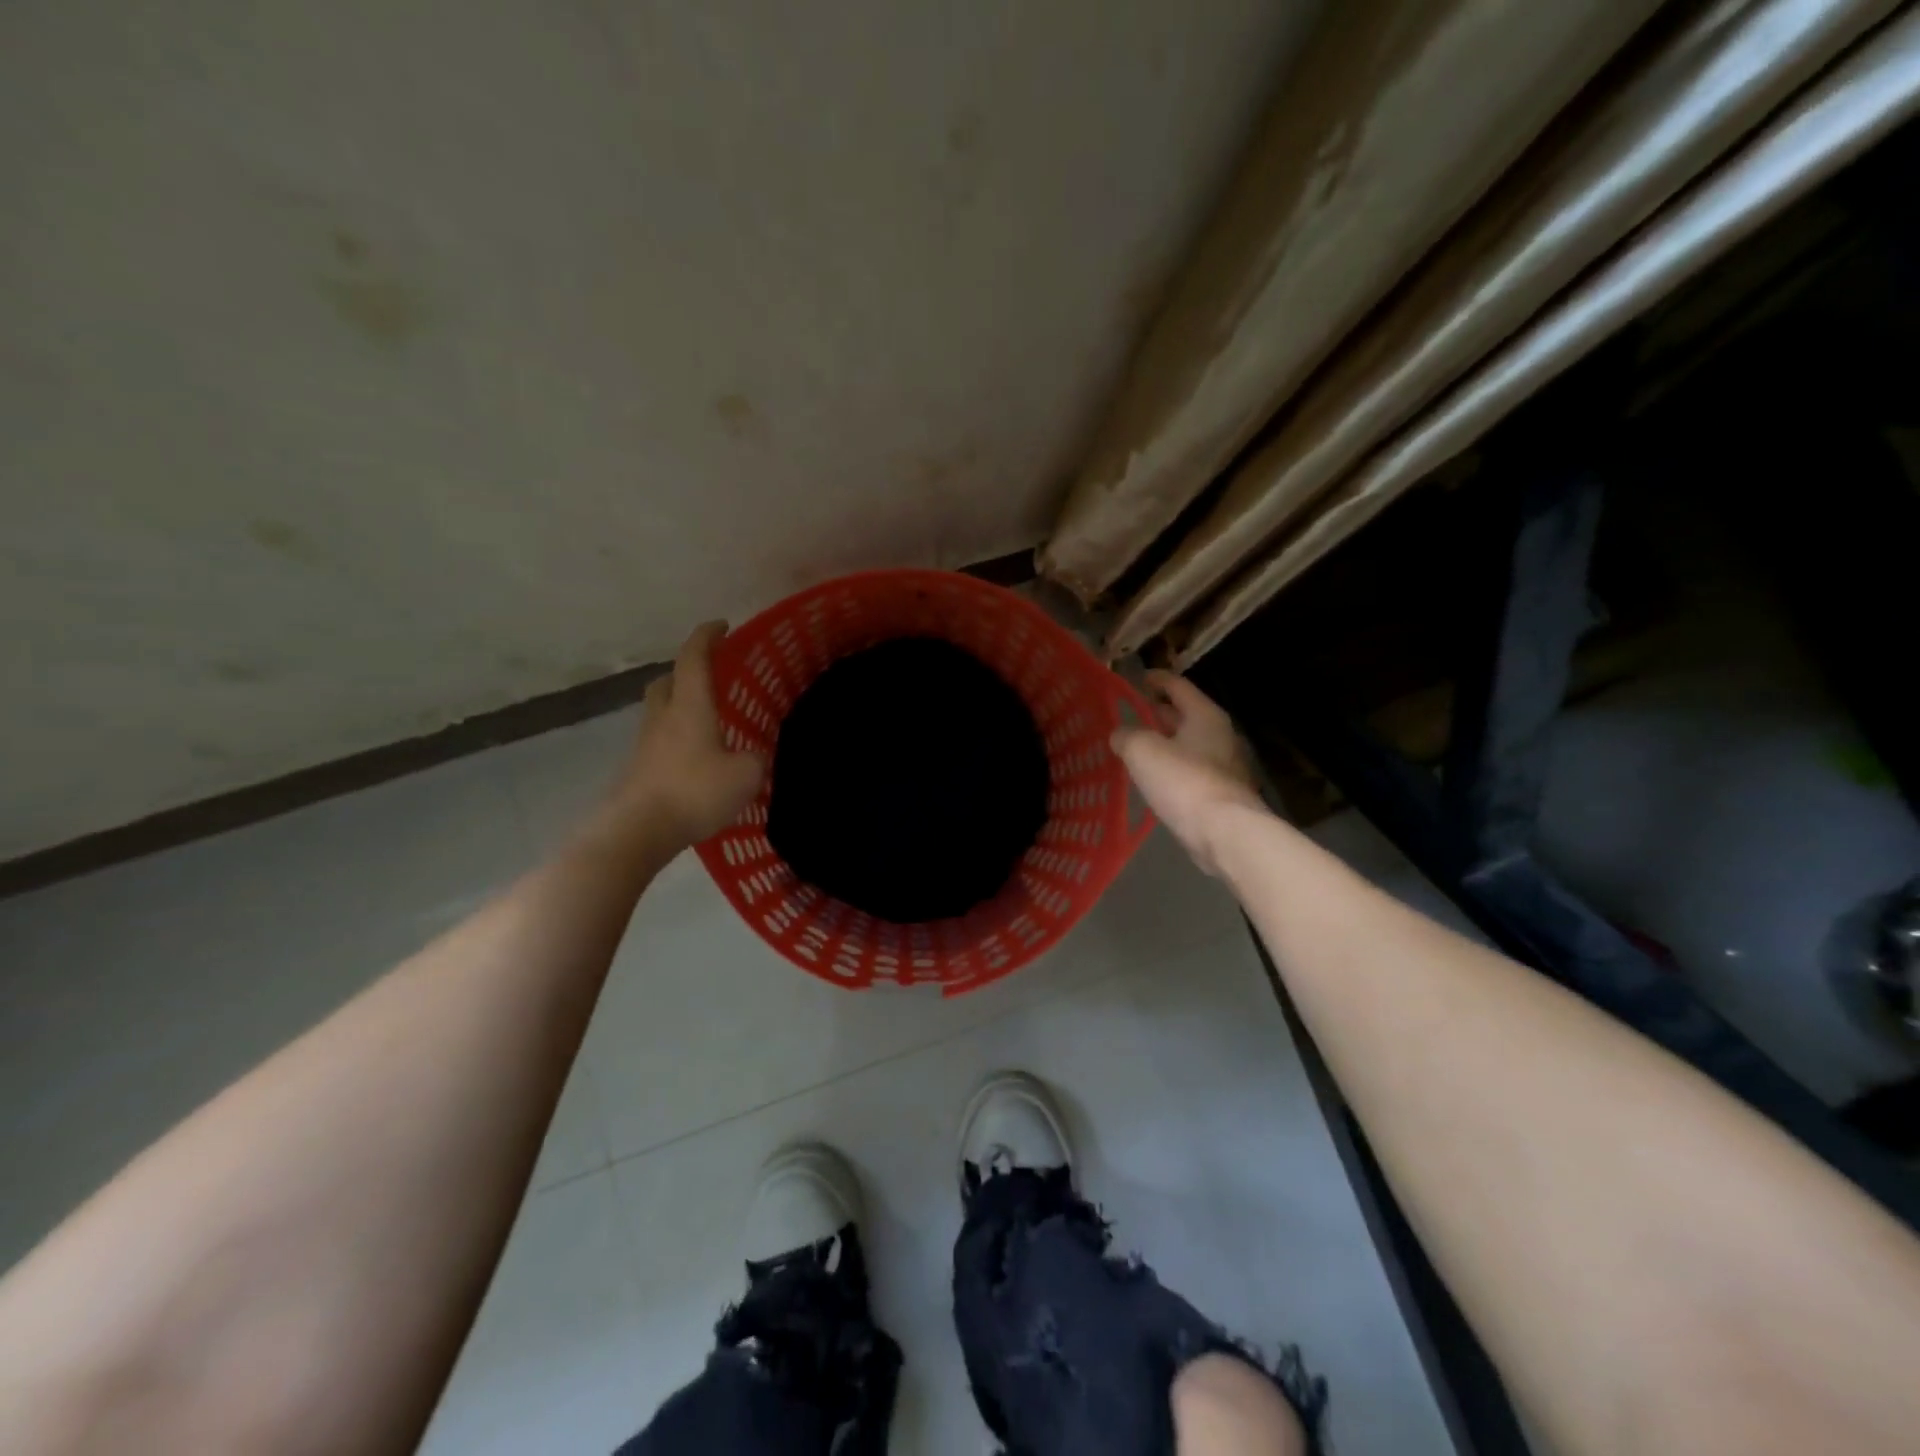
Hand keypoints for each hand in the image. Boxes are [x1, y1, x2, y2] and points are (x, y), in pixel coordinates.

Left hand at [603, 621, 766, 851]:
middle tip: (712, 678)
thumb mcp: (746, 775)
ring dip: (680, 706)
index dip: (707, 636)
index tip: (723, 626)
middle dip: (687, 671)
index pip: (694, 657)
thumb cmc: (695, 791)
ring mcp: (645, 743)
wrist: (638, 829)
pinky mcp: (637, 768)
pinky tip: (695, 758)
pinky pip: (659, 740)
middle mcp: (663, 716)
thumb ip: (755, 758)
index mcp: (690, 705)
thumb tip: (753, 756)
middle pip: (668, 680)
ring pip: (661, 710)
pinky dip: (676, 738)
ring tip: (707, 721)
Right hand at [1111, 671, 1267, 876]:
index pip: (1178, 686)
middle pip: (1185, 716)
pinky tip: (1151, 780)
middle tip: (1130, 715)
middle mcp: (1219, 736)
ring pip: (1187, 746)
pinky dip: (1170, 769)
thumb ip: (1127, 735)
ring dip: (1163, 744)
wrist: (1224, 833)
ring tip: (1134, 747)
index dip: (1156, 680)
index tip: (1138, 678)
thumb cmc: (1184, 781)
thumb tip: (1120, 734)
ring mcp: (1223, 767)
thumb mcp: (1142, 750)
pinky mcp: (1219, 795)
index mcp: (1204, 715)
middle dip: (1158, 714)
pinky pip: (1189, 772)